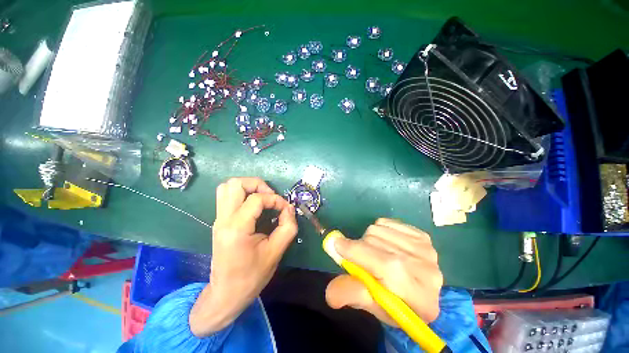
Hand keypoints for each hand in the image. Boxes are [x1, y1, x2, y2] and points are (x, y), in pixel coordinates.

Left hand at [189, 177, 297, 336]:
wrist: (226, 294)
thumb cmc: (251, 276)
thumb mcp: (276, 252)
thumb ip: (287, 227)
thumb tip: (289, 208)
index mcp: (236, 228)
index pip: (256, 199)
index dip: (275, 200)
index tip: (285, 209)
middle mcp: (223, 219)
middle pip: (235, 184)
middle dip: (257, 184)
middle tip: (270, 196)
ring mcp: (218, 219)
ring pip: (227, 187)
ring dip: (248, 186)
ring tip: (262, 197)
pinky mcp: (220, 221)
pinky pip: (227, 196)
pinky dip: (242, 193)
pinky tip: (254, 205)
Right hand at [325, 218, 442, 324]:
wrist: (421, 294)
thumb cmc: (394, 305)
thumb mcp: (371, 306)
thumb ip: (351, 296)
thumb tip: (329, 291)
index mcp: (417, 295)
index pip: (383, 264)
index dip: (355, 252)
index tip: (336, 245)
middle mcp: (426, 268)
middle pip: (376, 241)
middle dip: (360, 248)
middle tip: (360, 259)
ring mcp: (425, 248)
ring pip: (378, 228)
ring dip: (368, 239)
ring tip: (374, 253)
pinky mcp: (422, 235)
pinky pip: (386, 222)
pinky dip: (379, 230)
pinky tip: (385, 244)